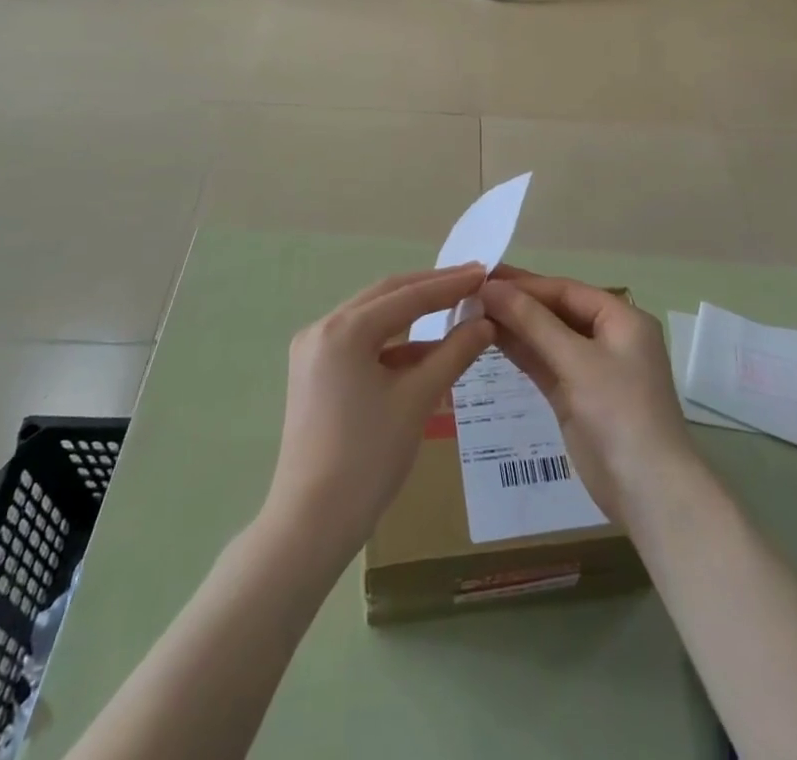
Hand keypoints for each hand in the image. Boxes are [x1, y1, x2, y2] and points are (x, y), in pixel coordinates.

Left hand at [264, 266, 493, 557]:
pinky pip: (362, 343)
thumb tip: (486, 323)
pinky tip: (427, 350)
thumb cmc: (367, 458)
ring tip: (456, 308)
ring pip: (374, 318)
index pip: (407, 295)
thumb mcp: (417, 400)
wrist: (310, 524)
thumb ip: (454, 353)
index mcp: (343, 330)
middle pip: (386, 296)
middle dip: (431, 289)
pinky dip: (395, 343)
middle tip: (472, 281)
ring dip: (414, 314)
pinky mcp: (315, 374)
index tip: (483, 272)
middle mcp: (323, 329)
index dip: (449, 284)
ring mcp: (314, 351)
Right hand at [479, 271, 698, 525]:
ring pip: (548, 338)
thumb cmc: (620, 412)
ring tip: (472, 312)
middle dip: (518, 303)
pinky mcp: (577, 397)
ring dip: (515, 326)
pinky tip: (491, 339)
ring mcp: (592, 369)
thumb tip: (491, 288)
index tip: (484, 278)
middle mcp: (609, 337)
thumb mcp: (576, 360)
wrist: (648, 492)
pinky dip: (521, 352)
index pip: (566, 291)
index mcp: (622, 319)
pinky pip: (546, 364)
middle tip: (471, 293)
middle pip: (557, 311)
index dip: (526, 284)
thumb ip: (533, 322)